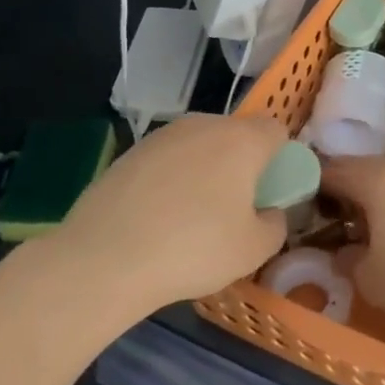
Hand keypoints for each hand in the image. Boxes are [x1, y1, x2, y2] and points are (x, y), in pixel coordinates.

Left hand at [53, 113, 289, 315]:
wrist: (105, 258)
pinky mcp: (130, 152)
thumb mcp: (254, 250)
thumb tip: (268, 211)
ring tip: (190, 215)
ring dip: (205, 170)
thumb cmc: (193, 249)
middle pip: (236, 135)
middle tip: (233, 207)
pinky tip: (157, 217)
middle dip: (241, 163)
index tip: (269, 192)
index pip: (276, 130)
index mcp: (242, 140)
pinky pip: (167, 160)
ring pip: (199, 145)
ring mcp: (163, 136)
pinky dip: (171, 179)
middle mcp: (204, 125)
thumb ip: (275, 224)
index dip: (279, 158)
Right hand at [319, 157, 384, 328]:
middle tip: (338, 211)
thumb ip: (349, 261)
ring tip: (376, 219)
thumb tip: (343, 252)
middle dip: (349, 184)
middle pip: (367, 166)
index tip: (306, 200)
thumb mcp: (371, 280)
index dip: (316, 183)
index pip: (336, 170)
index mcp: (377, 181)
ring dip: (382, 190)